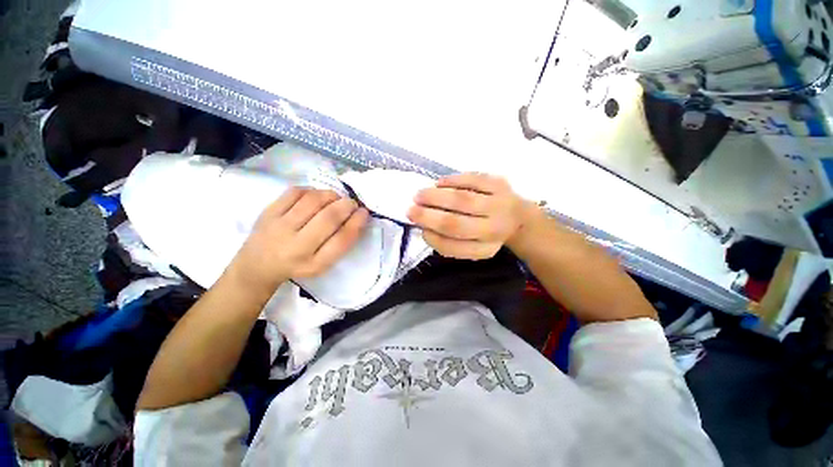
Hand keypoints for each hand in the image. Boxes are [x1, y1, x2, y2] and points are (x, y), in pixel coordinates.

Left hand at [228, 188, 368, 294]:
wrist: (258, 265)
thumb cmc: (298, 264)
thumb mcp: (322, 263)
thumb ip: (340, 243)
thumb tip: (356, 216)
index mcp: (313, 263)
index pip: (341, 240)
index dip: (356, 223)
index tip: (364, 213)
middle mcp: (296, 246)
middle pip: (328, 218)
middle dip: (346, 206)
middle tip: (352, 203)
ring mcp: (279, 227)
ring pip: (312, 201)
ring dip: (331, 195)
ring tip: (336, 198)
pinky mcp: (268, 212)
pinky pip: (295, 192)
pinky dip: (312, 190)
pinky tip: (316, 196)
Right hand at [407, 173, 531, 259]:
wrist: (519, 218)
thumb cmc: (487, 234)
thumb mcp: (472, 246)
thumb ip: (449, 241)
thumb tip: (424, 227)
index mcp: (484, 248)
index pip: (454, 247)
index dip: (432, 239)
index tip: (420, 230)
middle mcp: (493, 229)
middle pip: (455, 223)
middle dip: (427, 216)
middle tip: (410, 210)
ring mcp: (498, 204)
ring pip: (461, 199)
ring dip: (435, 197)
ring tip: (419, 195)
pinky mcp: (500, 184)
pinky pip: (472, 179)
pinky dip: (452, 181)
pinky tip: (439, 184)